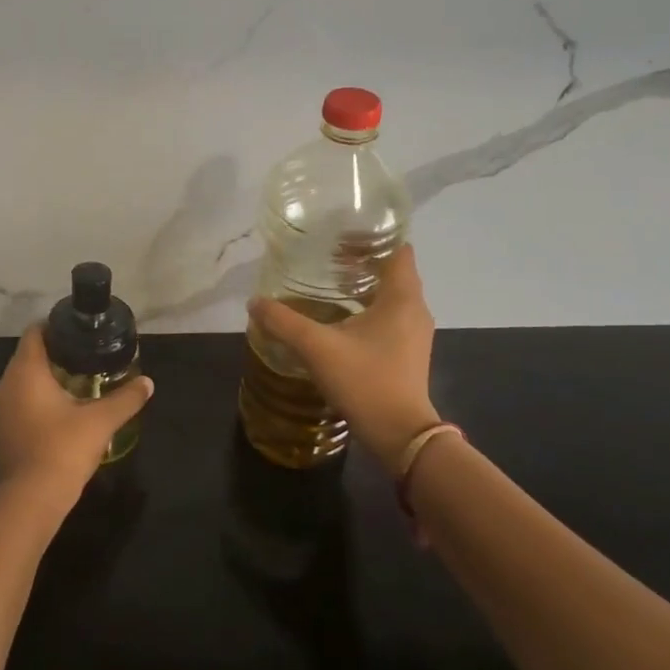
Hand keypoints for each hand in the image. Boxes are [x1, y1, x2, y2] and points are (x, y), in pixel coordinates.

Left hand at [0, 326, 155, 511]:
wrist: (31, 500)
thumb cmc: (64, 448)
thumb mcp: (101, 421)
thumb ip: (126, 398)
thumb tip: (148, 383)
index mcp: (25, 372)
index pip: (34, 333)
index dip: (54, 328)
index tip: (77, 334)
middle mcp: (4, 386)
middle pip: (27, 358)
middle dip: (53, 357)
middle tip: (84, 361)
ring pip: (20, 385)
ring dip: (42, 384)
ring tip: (74, 388)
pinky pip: (16, 408)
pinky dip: (33, 406)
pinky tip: (56, 419)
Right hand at [247, 245, 437, 475]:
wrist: (400, 434)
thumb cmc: (365, 381)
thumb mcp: (317, 348)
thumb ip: (283, 322)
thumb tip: (255, 302)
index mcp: (402, 298)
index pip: (398, 249)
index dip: (373, 237)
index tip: (341, 234)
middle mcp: (414, 310)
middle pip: (393, 271)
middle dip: (361, 260)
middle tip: (325, 256)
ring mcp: (414, 333)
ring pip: (391, 295)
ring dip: (363, 286)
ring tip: (328, 283)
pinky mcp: (407, 352)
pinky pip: (389, 316)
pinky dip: (367, 308)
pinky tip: (338, 318)